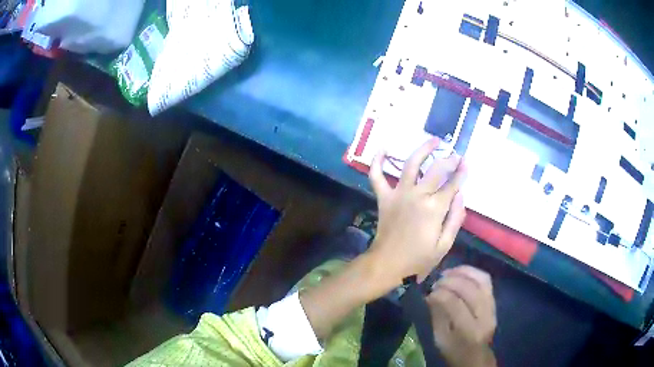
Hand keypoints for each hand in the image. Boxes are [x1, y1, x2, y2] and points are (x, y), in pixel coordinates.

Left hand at [367, 138, 466, 284]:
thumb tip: (461, 195)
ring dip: (423, 149)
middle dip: (449, 160)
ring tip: (433, 140)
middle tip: (455, 155)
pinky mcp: (384, 197)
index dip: (461, 173)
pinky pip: (376, 176)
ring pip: (410, 164)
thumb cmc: (419, 258)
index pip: (452, 184)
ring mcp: (398, 194)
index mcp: (434, 208)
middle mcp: (417, 195)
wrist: (387, 264)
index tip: (466, 163)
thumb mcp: (444, 245)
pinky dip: (377, 162)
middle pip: (436, 169)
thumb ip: (455, 219)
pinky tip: (382, 148)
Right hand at [427, 265, 496, 366]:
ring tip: (448, 272)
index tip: (429, 292)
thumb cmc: (454, 351)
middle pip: (470, 290)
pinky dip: (472, 272)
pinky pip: (486, 280)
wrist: (476, 356)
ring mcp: (493, 307)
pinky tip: (460, 272)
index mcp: (469, 331)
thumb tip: (430, 294)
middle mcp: (485, 316)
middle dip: (451, 281)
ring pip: (481, 280)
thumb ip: (437, 315)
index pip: (455, 305)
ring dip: (463, 272)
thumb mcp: (440, 339)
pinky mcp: (495, 301)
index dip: (440, 294)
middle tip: (436, 281)